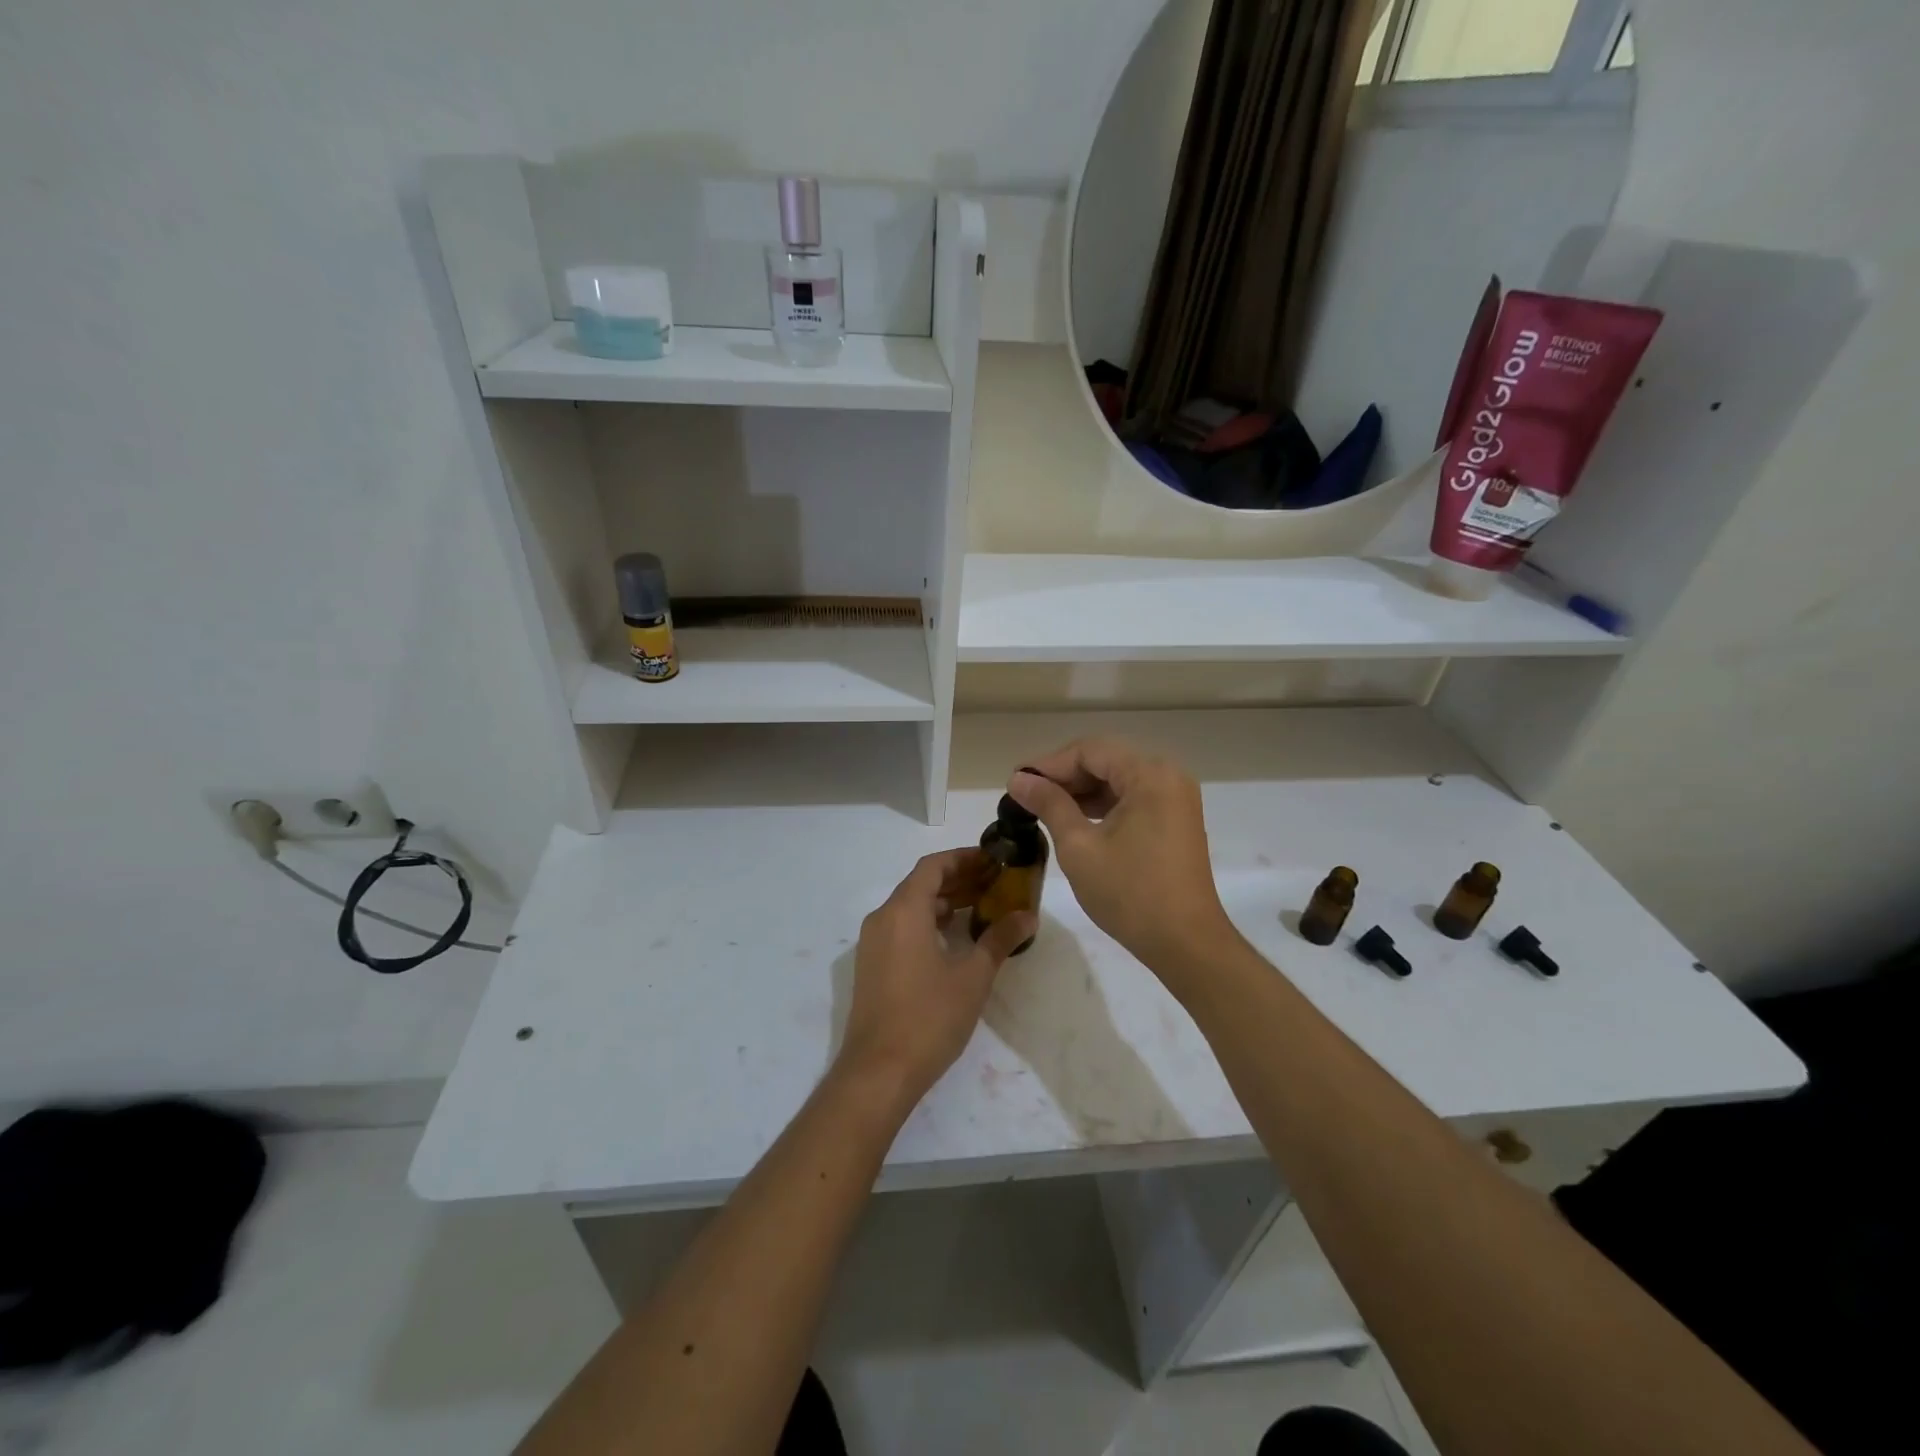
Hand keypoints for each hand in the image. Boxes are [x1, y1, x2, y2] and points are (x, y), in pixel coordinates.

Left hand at [835, 849, 1034, 1114]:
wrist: (878, 1072)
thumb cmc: (929, 1017)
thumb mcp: (972, 977)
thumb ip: (999, 940)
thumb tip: (1028, 916)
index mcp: (903, 911)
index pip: (933, 866)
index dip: (964, 858)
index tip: (994, 861)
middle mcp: (882, 918)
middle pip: (921, 884)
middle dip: (958, 879)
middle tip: (995, 884)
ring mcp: (873, 943)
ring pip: (910, 907)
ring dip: (944, 902)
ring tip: (981, 908)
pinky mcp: (872, 965)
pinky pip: (901, 927)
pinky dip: (928, 922)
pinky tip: (955, 939)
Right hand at [1008, 739, 1236, 981]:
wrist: (1185, 943)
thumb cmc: (1130, 893)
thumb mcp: (1079, 846)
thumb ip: (1049, 804)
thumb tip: (1018, 779)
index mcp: (1150, 774)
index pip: (1090, 751)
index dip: (1049, 764)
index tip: (1016, 782)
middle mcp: (1168, 776)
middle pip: (1106, 760)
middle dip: (1065, 776)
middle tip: (1026, 795)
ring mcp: (1176, 798)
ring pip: (1119, 778)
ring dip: (1082, 790)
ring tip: (1044, 808)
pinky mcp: (1176, 819)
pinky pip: (1133, 797)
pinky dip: (1103, 804)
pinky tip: (1075, 819)